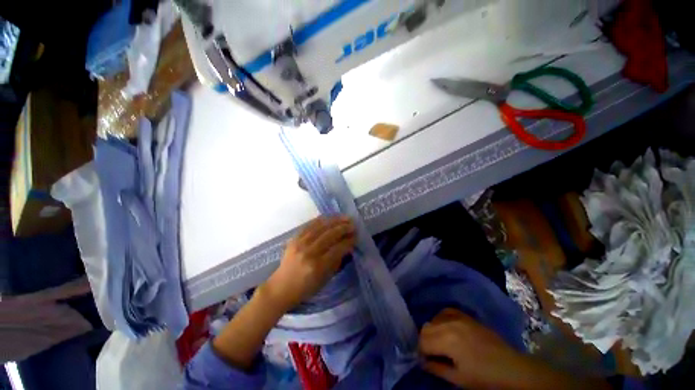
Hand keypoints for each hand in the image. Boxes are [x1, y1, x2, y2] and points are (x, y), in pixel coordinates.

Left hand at [262, 215, 355, 311]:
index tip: (356, 236)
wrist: (281, 287)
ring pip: (321, 227)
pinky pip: (309, 225)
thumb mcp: (325, 279)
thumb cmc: (305, 288)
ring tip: (345, 218)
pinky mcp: (294, 238)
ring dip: (335, 221)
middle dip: (344, 228)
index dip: (349, 241)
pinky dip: (321, 220)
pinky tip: (329, 217)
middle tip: (353, 225)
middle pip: (330, 235)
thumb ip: (337, 261)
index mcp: (317, 266)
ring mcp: (300, 243)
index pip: (338, 249)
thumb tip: (347, 246)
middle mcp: (309, 252)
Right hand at [419, 308, 526, 388]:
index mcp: (447, 341)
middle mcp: (449, 324)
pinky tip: (445, 328)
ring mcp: (458, 317)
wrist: (511, 367)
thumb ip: (437, 368)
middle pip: (426, 328)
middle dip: (425, 341)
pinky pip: (446, 311)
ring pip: (433, 319)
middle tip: (432, 354)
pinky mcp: (465, 315)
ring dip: (432, 331)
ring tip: (439, 343)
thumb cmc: (484, 377)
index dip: (421, 352)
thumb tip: (422, 362)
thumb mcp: (459, 379)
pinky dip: (441, 319)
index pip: (423, 341)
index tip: (425, 360)